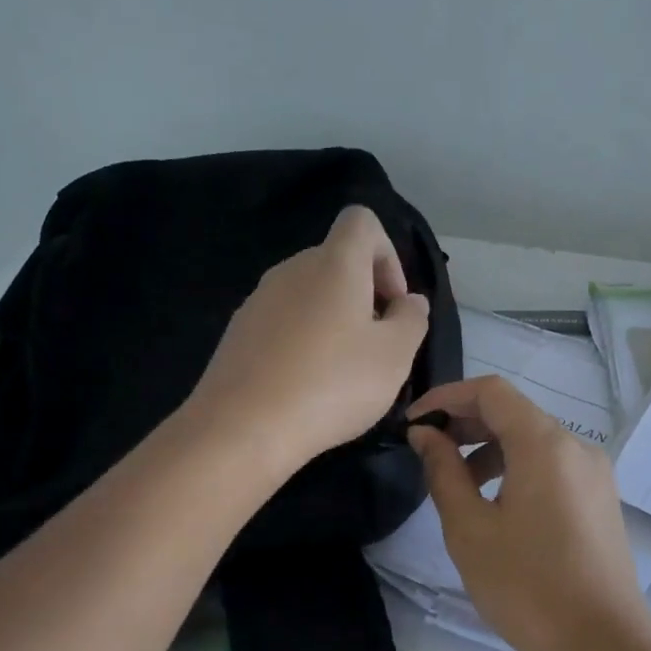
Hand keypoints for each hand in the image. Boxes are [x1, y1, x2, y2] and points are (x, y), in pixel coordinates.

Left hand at [187, 206, 429, 472]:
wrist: (242, 428)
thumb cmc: (332, 384)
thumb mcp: (394, 356)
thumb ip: (412, 319)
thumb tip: (410, 301)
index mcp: (334, 263)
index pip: (362, 222)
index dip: (387, 254)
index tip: (392, 303)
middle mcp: (292, 270)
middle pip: (336, 261)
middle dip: (364, 295)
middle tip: (375, 346)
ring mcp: (258, 300)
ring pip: (308, 294)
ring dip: (333, 320)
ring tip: (341, 372)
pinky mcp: (238, 332)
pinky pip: (282, 322)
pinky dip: (302, 341)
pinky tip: (305, 385)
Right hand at [407, 375, 650, 650]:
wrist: (604, 645)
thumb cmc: (527, 586)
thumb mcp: (470, 529)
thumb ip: (443, 471)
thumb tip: (425, 434)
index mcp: (544, 444)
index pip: (490, 391)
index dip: (446, 397)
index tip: (413, 423)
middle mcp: (576, 446)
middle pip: (513, 412)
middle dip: (465, 422)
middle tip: (425, 449)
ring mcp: (594, 473)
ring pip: (533, 440)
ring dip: (489, 448)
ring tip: (455, 483)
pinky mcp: (600, 499)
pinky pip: (551, 465)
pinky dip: (516, 468)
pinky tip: (494, 503)